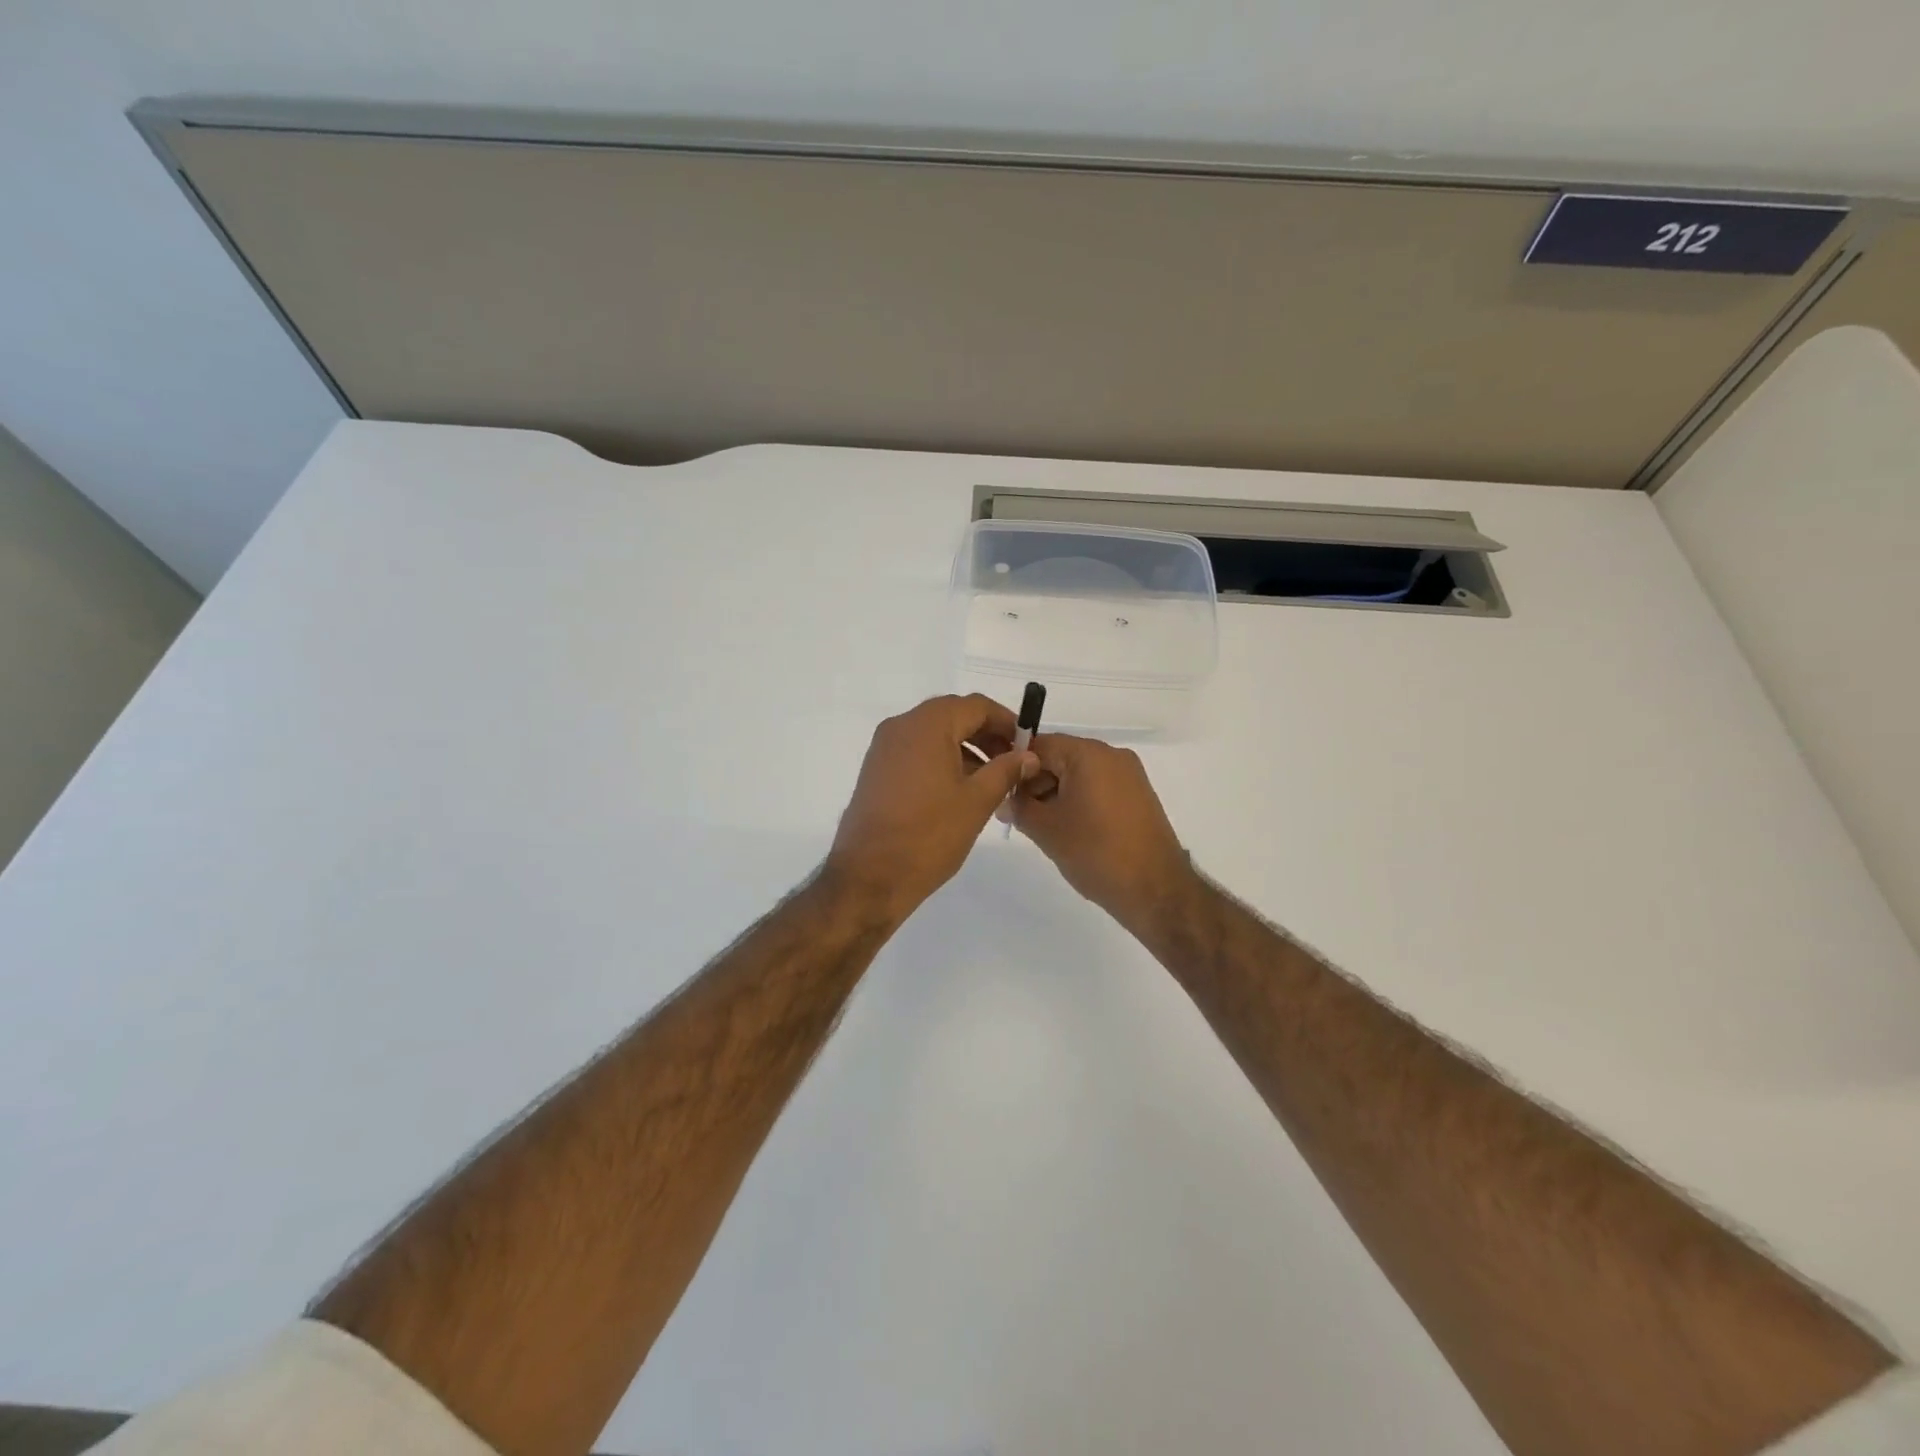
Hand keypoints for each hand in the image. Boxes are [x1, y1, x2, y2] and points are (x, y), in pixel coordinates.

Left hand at [826, 695, 1037, 922]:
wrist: (869, 876)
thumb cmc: (929, 835)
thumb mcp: (977, 801)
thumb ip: (1006, 770)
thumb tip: (1027, 755)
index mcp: (926, 725)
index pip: (976, 706)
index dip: (1006, 721)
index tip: (1027, 745)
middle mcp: (901, 727)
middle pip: (953, 716)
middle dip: (986, 735)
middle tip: (1013, 763)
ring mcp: (884, 748)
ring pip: (934, 735)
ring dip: (966, 749)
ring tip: (992, 781)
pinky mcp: (876, 771)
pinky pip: (916, 752)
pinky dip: (942, 761)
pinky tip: (961, 790)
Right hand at [1011, 734, 1195, 934]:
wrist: (1155, 889)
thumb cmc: (1096, 852)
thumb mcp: (1046, 830)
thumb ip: (1018, 807)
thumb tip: (1005, 800)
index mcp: (1089, 754)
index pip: (1038, 745)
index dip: (1014, 766)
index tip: (999, 792)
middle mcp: (1112, 755)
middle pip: (1060, 757)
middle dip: (1035, 783)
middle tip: (1017, 815)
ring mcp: (1129, 775)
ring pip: (1078, 774)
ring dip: (1055, 794)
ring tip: (1043, 827)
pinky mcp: (1138, 796)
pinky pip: (1098, 787)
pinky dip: (1078, 801)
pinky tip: (1069, 830)